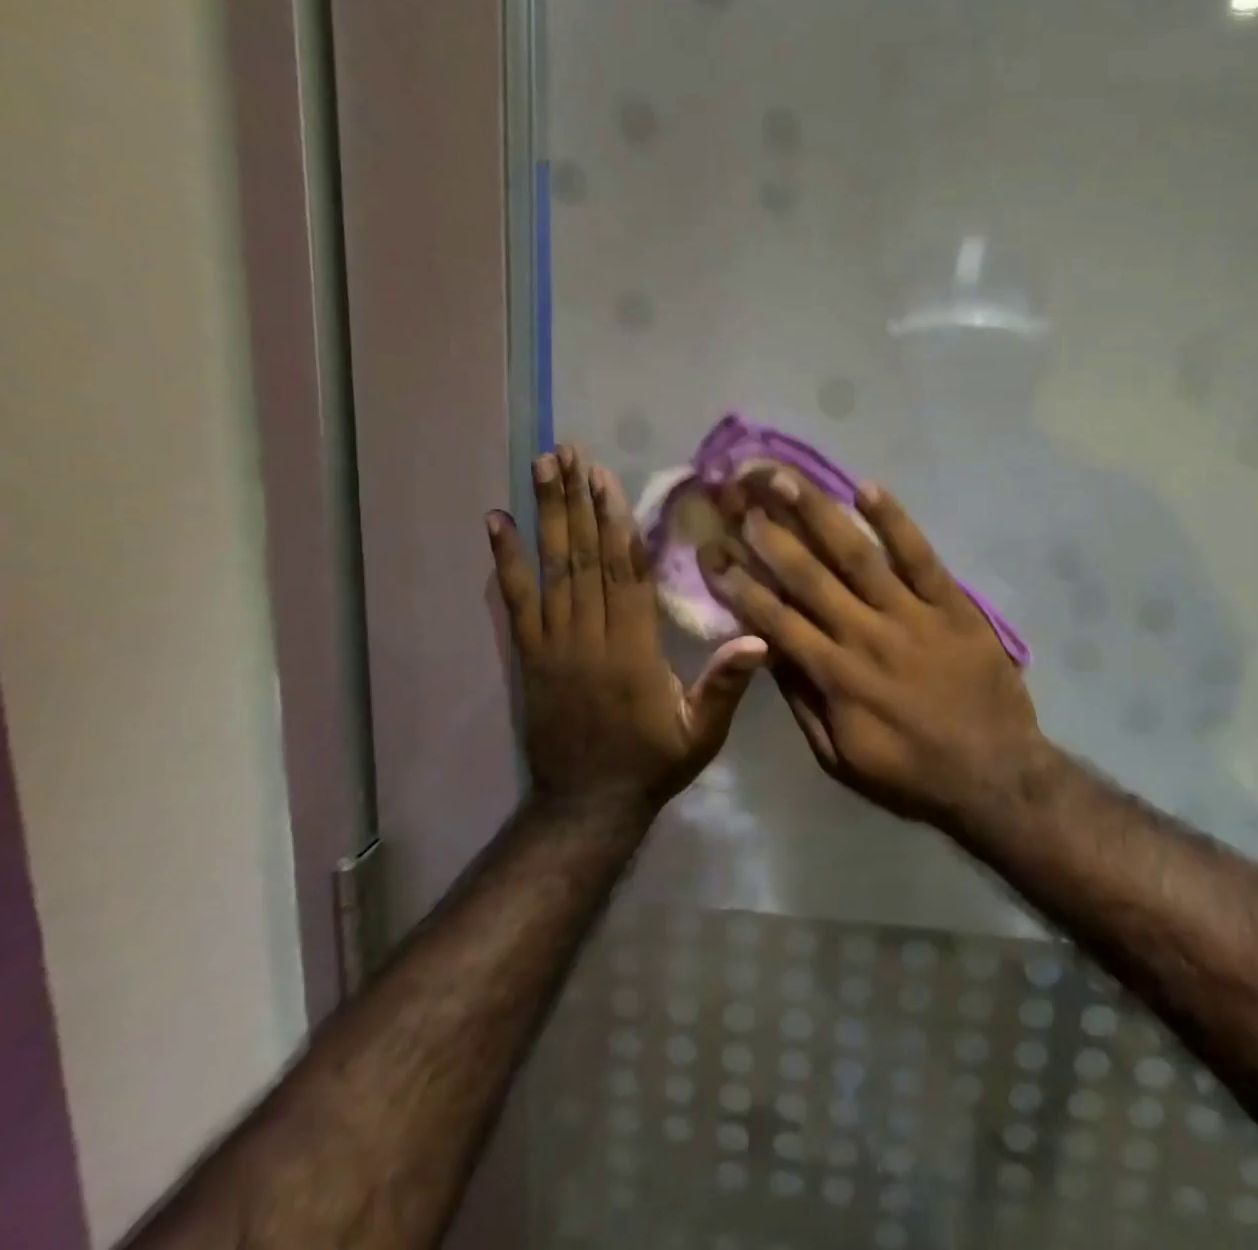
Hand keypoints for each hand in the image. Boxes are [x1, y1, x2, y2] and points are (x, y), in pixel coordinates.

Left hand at [487, 445, 765, 820]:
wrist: (586, 805)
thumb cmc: (653, 763)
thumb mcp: (701, 733)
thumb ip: (726, 685)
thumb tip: (760, 638)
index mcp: (633, 650)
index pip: (626, 574)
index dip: (616, 523)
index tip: (608, 480)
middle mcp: (589, 637)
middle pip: (584, 558)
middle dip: (577, 501)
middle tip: (569, 452)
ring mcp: (553, 644)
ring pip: (551, 569)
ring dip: (545, 515)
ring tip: (541, 468)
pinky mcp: (529, 656)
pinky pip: (515, 601)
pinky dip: (505, 560)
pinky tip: (496, 522)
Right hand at [698, 470, 1042, 825]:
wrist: (995, 775)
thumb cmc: (910, 773)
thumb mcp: (840, 758)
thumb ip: (803, 701)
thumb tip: (767, 651)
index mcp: (835, 675)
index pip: (775, 618)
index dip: (739, 582)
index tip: (713, 549)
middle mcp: (865, 635)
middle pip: (808, 575)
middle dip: (770, 533)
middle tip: (739, 494)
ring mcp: (912, 615)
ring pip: (857, 555)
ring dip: (818, 514)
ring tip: (786, 478)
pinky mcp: (952, 605)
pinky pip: (920, 556)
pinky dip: (894, 521)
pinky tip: (867, 488)